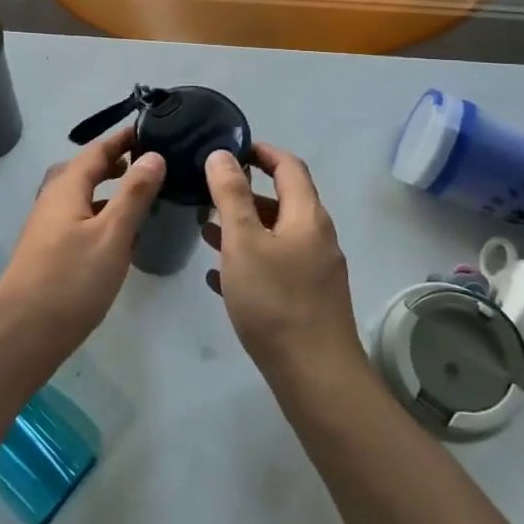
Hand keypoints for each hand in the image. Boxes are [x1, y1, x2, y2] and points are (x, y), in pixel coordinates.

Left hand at [0, 126, 165, 352]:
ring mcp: (45, 227)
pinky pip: (76, 219)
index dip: (121, 139)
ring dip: (105, 190)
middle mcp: (51, 199)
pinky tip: (116, 238)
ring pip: (79, 196)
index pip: (96, 151)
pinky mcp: (46, 251)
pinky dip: (98, 215)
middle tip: (144, 162)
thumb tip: (153, 155)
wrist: (23, 333)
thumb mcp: (112, 234)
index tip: (148, 129)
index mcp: (66, 187)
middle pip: (83, 170)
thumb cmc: (72, 279)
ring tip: (137, 197)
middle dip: (112, 163)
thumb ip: (133, 194)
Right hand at [203, 143, 363, 375]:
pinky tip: (220, 277)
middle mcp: (317, 238)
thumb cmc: (275, 300)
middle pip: (283, 201)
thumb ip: (231, 195)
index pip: (289, 166)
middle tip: (209, 191)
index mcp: (307, 216)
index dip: (262, 151)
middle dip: (245, 193)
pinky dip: (250, 261)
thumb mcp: (244, 241)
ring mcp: (316, 271)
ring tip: (205, 232)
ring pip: (276, 236)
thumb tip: (222, 154)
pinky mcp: (309, 300)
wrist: (316, 376)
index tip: (230, 148)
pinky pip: (276, 267)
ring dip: (244, 228)